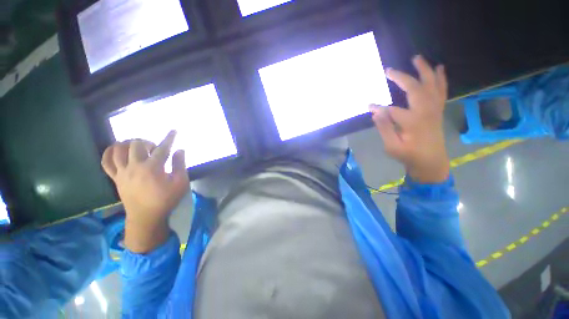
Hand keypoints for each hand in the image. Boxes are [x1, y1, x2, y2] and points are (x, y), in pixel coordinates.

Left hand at [101, 131, 189, 252]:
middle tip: (155, 148)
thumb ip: (180, 165)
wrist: (146, 216)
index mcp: (153, 168)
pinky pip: (106, 162)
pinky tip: (116, 150)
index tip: (173, 131)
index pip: (162, 148)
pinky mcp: (116, 178)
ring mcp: (122, 172)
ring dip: (128, 143)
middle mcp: (135, 166)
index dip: (169, 138)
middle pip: (137, 144)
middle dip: (148, 142)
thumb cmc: (166, 199)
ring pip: (119, 149)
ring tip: (137, 147)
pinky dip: (109, 152)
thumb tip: (179, 150)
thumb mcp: (180, 183)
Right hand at [370, 55, 449, 183]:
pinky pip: (441, 91)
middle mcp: (426, 112)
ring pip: (431, 85)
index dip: (378, 107)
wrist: (431, 161)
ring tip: (417, 58)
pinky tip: (439, 68)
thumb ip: (384, 128)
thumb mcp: (392, 146)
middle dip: (401, 77)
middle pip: (415, 89)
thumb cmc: (409, 155)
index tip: (368, 105)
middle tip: (389, 70)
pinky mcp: (438, 110)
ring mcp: (434, 109)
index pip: (391, 110)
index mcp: (412, 122)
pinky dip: (440, 78)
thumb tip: (376, 112)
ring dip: (424, 70)